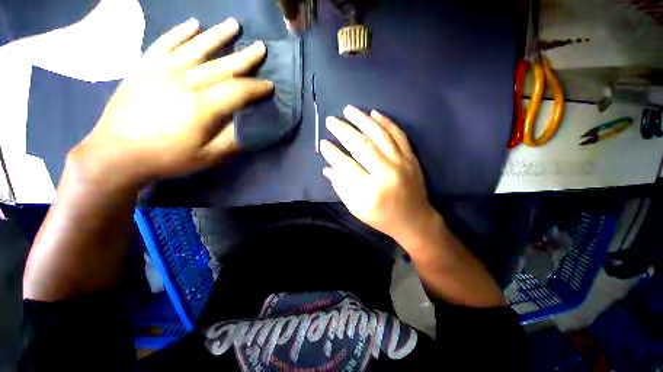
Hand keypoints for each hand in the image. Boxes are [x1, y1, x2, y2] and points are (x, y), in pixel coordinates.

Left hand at [73, 17, 273, 187]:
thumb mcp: (207, 157)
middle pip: (221, 66)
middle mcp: (183, 83)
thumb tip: (251, 126)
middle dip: (245, 57)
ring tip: (234, 24)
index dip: (256, 88)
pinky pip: (164, 43)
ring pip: (195, 47)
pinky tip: (193, 23)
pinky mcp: (143, 67)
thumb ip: (232, 140)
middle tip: (261, 48)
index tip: (270, 85)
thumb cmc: (167, 157)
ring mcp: (160, 71)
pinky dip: (179, 32)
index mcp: (201, 108)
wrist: (117, 153)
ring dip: (217, 35)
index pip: (237, 91)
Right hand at [321, 105, 437, 243]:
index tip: (323, 143)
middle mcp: (386, 173)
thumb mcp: (356, 208)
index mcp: (370, 191)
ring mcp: (401, 162)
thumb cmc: (381, 216)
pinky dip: (386, 122)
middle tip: (331, 120)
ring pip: (380, 135)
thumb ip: (341, 187)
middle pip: (362, 145)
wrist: (413, 219)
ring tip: (349, 110)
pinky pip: (398, 134)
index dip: (332, 153)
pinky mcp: (411, 157)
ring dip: (362, 120)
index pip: (346, 165)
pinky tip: (374, 113)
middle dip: (343, 130)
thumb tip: (328, 167)